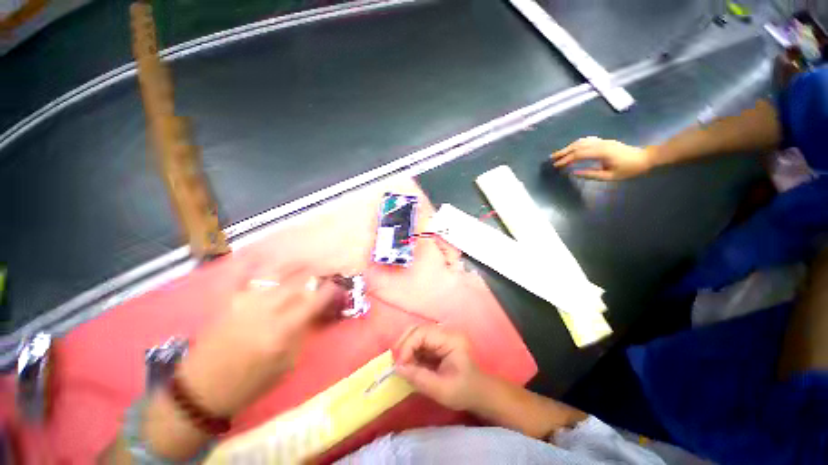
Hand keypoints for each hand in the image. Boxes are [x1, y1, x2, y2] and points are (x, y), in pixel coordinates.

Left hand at [176, 270, 341, 416]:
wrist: (202, 390)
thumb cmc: (249, 383)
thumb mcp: (286, 365)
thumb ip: (302, 334)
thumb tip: (314, 312)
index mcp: (281, 331)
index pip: (313, 301)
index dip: (329, 290)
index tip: (337, 286)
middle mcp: (264, 310)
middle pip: (297, 283)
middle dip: (315, 275)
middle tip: (325, 272)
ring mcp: (243, 302)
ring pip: (274, 274)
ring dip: (293, 265)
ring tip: (305, 260)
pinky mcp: (227, 301)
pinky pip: (241, 275)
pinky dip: (252, 263)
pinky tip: (263, 255)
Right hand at [393, 325, 485, 411]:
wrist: (480, 393)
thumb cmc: (465, 392)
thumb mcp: (442, 390)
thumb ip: (419, 378)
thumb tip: (398, 368)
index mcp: (451, 339)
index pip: (423, 333)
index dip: (408, 346)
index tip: (399, 365)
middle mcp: (446, 332)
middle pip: (419, 329)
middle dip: (405, 344)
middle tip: (397, 363)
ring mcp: (442, 335)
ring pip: (418, 333)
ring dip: (407, 347)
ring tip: (401, 364)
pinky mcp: (439, 342)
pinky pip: (421, 342)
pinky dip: (412, 351)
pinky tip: (409, 363)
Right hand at [551, 136, 652, 179]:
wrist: (645, 158)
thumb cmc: (629, 169)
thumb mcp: (610, 176)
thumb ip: (591, 174)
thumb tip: (574, 173)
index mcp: (602, 153)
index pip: (578, 155)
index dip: (566, 160)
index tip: (556, 166)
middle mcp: (600, 144)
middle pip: (577, 146)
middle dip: (563, 152)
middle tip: (551, 158)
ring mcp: (602, 141)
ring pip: (581, 141)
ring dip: (568, 147)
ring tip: (559, 154)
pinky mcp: (604, 141)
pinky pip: (586, 140)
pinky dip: (576, 144)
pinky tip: (572, 148)